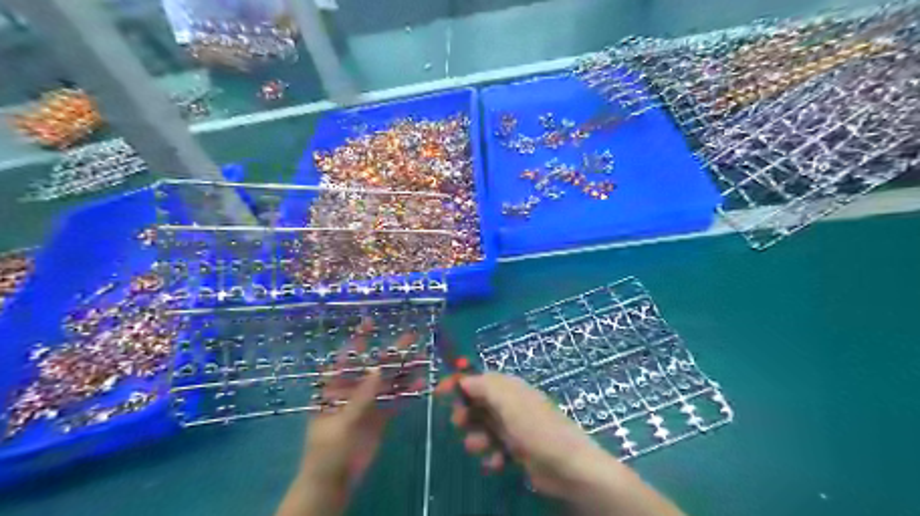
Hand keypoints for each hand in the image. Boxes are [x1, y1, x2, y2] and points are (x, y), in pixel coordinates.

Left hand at [274, 322, 420, 515]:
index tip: (371, 322)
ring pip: (389, 381)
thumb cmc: (327, 451)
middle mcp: (353, 390)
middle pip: (375, 366)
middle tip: (412, 337)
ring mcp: (368, 402)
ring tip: (424, 357)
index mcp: (335, 388)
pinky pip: (396, 399)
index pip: (347, 359)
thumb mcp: (340, 423)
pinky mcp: (380, 416)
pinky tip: (422, 383)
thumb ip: (361, 397)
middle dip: (393, 352)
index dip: (358, 340)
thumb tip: (378, 368)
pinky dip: (408, 392)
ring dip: (405, 370)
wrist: (334, 482)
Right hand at [444, 373, 609, 496]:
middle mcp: (510, 404)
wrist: (567, 467)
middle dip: (466, 414)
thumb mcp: (509, 402)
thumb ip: (485, 386)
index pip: (479, 379)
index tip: (440, 392)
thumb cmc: (536, 428)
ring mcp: (513, 428)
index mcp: (510, 388)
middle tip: (460, 423)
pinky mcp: (516, 450)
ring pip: (482, 428)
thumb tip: (464, 378)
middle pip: (478, 403)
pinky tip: (496, 463)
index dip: (460, 383)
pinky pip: (493, 448)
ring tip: (481, 448)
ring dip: (477, 438)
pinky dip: (491, 455)